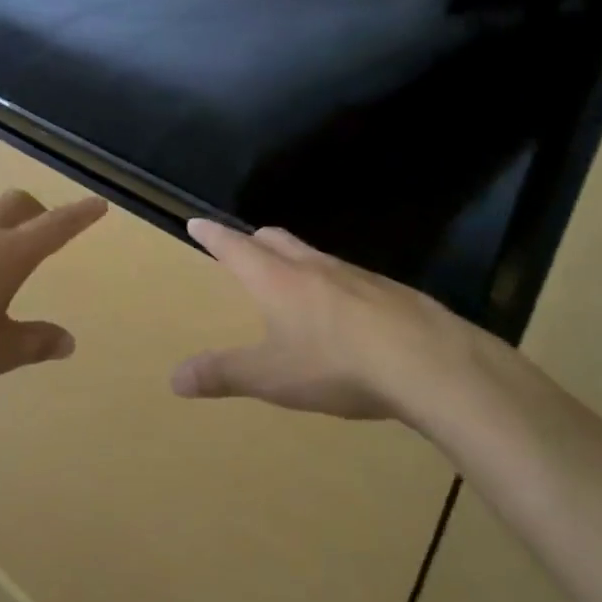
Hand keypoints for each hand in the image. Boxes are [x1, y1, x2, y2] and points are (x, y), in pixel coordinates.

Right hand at [172, 219, 529, 422]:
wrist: (427, 362)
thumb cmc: (336, 364)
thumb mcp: (271, 377)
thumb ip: (223, 375)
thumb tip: (174, 379)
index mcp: (276, 279)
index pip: (234, 246)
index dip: (213, 235)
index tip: (197, 222)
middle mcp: (312, 266)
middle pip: (276, 239)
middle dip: (254, 240)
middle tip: (244, 247)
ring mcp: (354, 275)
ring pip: (314, 255)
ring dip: (295, 259)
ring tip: (291, 279)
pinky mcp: (388, 290)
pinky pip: (348, 277)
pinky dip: (332, 284)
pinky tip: (344, 313)